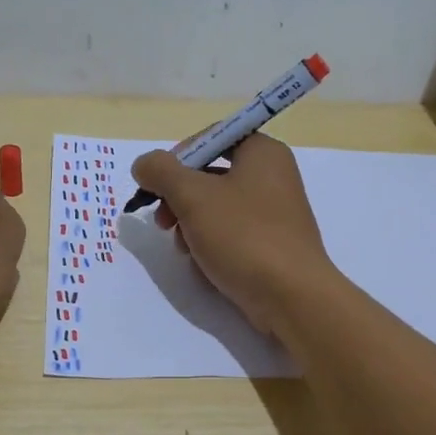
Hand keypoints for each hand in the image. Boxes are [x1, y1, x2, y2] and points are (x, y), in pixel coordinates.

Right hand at [131, 133, 341, 337]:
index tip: (157, 185)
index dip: (178, 158)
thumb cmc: (243, 236)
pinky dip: (211, 244)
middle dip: (179, 198)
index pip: (211, 137)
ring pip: (217, 208)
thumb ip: (161, 172)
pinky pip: (232, 234)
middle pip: (210, 175)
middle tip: (162, 221)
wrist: (292, 297)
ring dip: (190, 226)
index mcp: (262, 152)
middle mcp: (273, 175)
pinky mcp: (272, 244)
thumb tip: (144, 164)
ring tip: (184, 249)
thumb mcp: (193, 196)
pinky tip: (203, 265)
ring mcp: (274, 212)